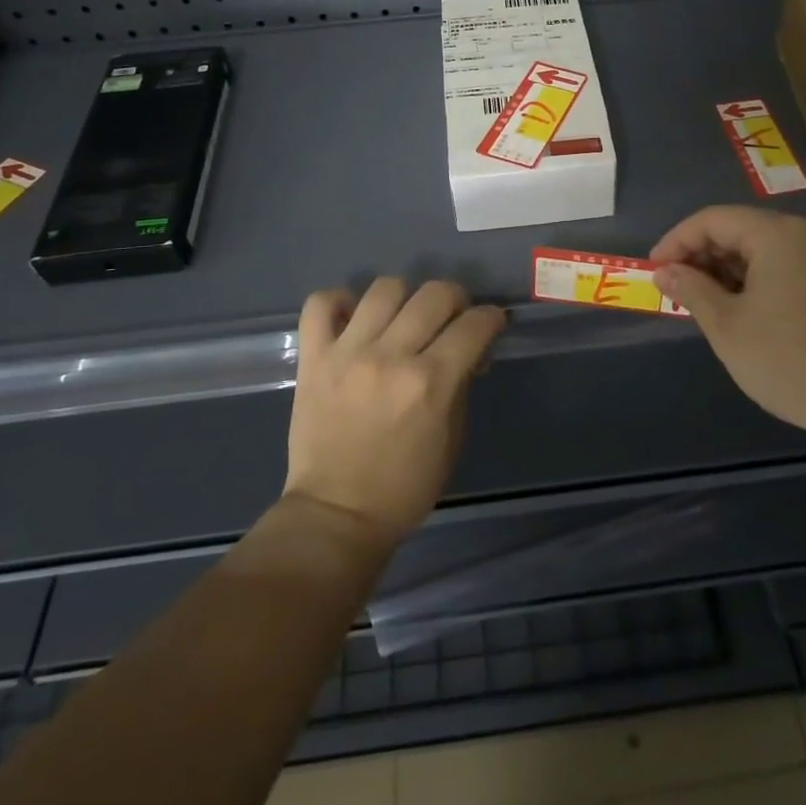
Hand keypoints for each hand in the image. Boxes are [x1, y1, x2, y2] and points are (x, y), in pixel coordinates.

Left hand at [285, 278, 505, 549]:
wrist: (336, 515)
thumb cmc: (405, 486)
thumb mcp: (452, 438)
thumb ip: (461, 385)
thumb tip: (469, 351)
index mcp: (431, 382)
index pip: (474, 324)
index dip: (491, 317)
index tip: (491, 323)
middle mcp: (391, 357)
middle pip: (434, 294)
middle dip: (455, 299)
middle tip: (452, 318)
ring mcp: (347, 353)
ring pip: (384, 289)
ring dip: (405, 297)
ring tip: (403, 318)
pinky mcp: (313, 359)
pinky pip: (320, 304)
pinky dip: (339, 302)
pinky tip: (353, 318)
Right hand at [651, 206, 805, 448]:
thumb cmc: (791, 361)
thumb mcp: (728, 327)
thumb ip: (691, 290)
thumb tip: (665, 271)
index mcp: (779, 234)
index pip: (713, 219)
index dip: (677, 241)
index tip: (653, 271)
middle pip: (741, 229)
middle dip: (702, 255)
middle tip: (675, 290)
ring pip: (764, 249)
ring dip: (728, 269)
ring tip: (703, 303)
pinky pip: (786, 266)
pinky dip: (756, 280)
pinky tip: (741, 309)